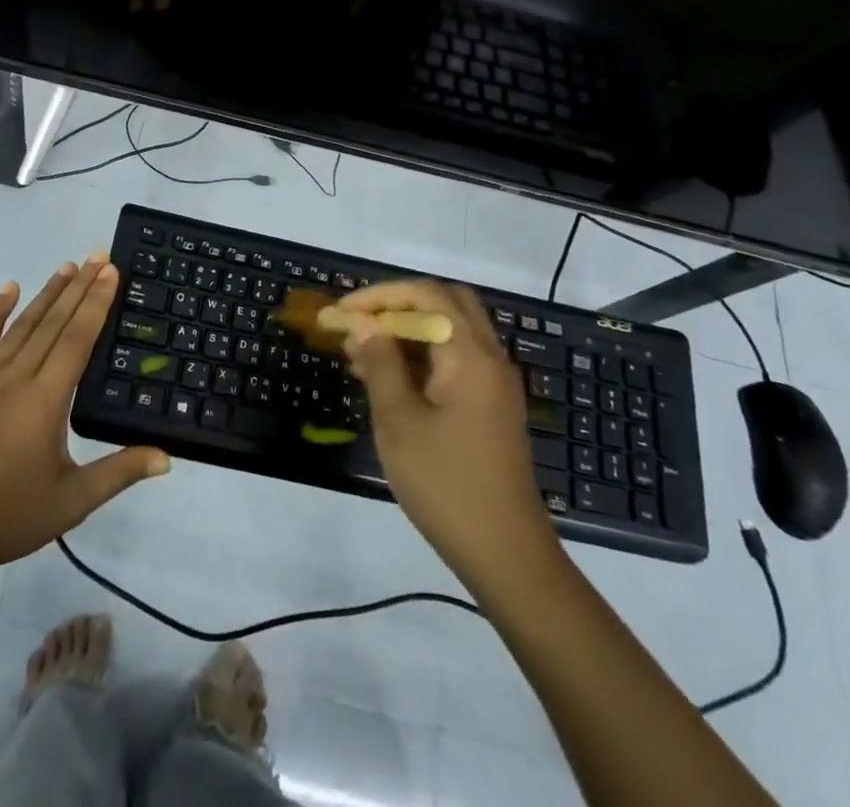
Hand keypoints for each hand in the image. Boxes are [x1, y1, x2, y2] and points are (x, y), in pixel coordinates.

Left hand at [0, 255, 168, 575]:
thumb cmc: (7, 518)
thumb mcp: (71, 501)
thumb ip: (120, 473)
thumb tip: (167, 458)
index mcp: (46, 400)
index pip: (78, 338)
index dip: (97, 302)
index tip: (111, 272)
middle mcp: (17, 377)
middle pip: (54, 322)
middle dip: (79, 286)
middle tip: (98, 255)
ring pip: (22, 325)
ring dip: (47, 293)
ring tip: (68, 266)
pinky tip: (8, 288)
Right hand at [335, 279, 559, 587]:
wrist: (506, 555)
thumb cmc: (446, 484)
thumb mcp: (399, 421)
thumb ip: (380, 363)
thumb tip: (363, 324)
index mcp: (471, 355)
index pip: (427, 294)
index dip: (381, 295)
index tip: (343, 312)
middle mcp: (489, 358)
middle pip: (446, 302)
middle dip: (398, 304)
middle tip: (360, 322)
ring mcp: (494, 383)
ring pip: (450, 331)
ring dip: (408, 330)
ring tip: (360, 353)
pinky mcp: (490, 407)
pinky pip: (455, 360)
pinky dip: (422, 355)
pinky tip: (387, 379)